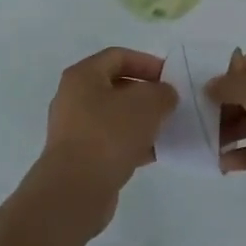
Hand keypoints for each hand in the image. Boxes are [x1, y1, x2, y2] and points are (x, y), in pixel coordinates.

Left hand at [35, 47, 176, 229]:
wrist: (75, 189)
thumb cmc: (109, 135)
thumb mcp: (147, 104)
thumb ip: (162, 93)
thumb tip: (164, 96)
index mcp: (83, 76)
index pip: (118, 56)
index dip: (147, 62)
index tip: (171, 78)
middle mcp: (73, 98)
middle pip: (116, 86)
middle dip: (146, 93)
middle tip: (171, 104)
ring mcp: (74, 129)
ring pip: (115, 116)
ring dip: (142, 120)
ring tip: (167, 129)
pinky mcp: (80, 156)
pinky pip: (111, 141)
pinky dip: (133, 143)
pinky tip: (155, 153)